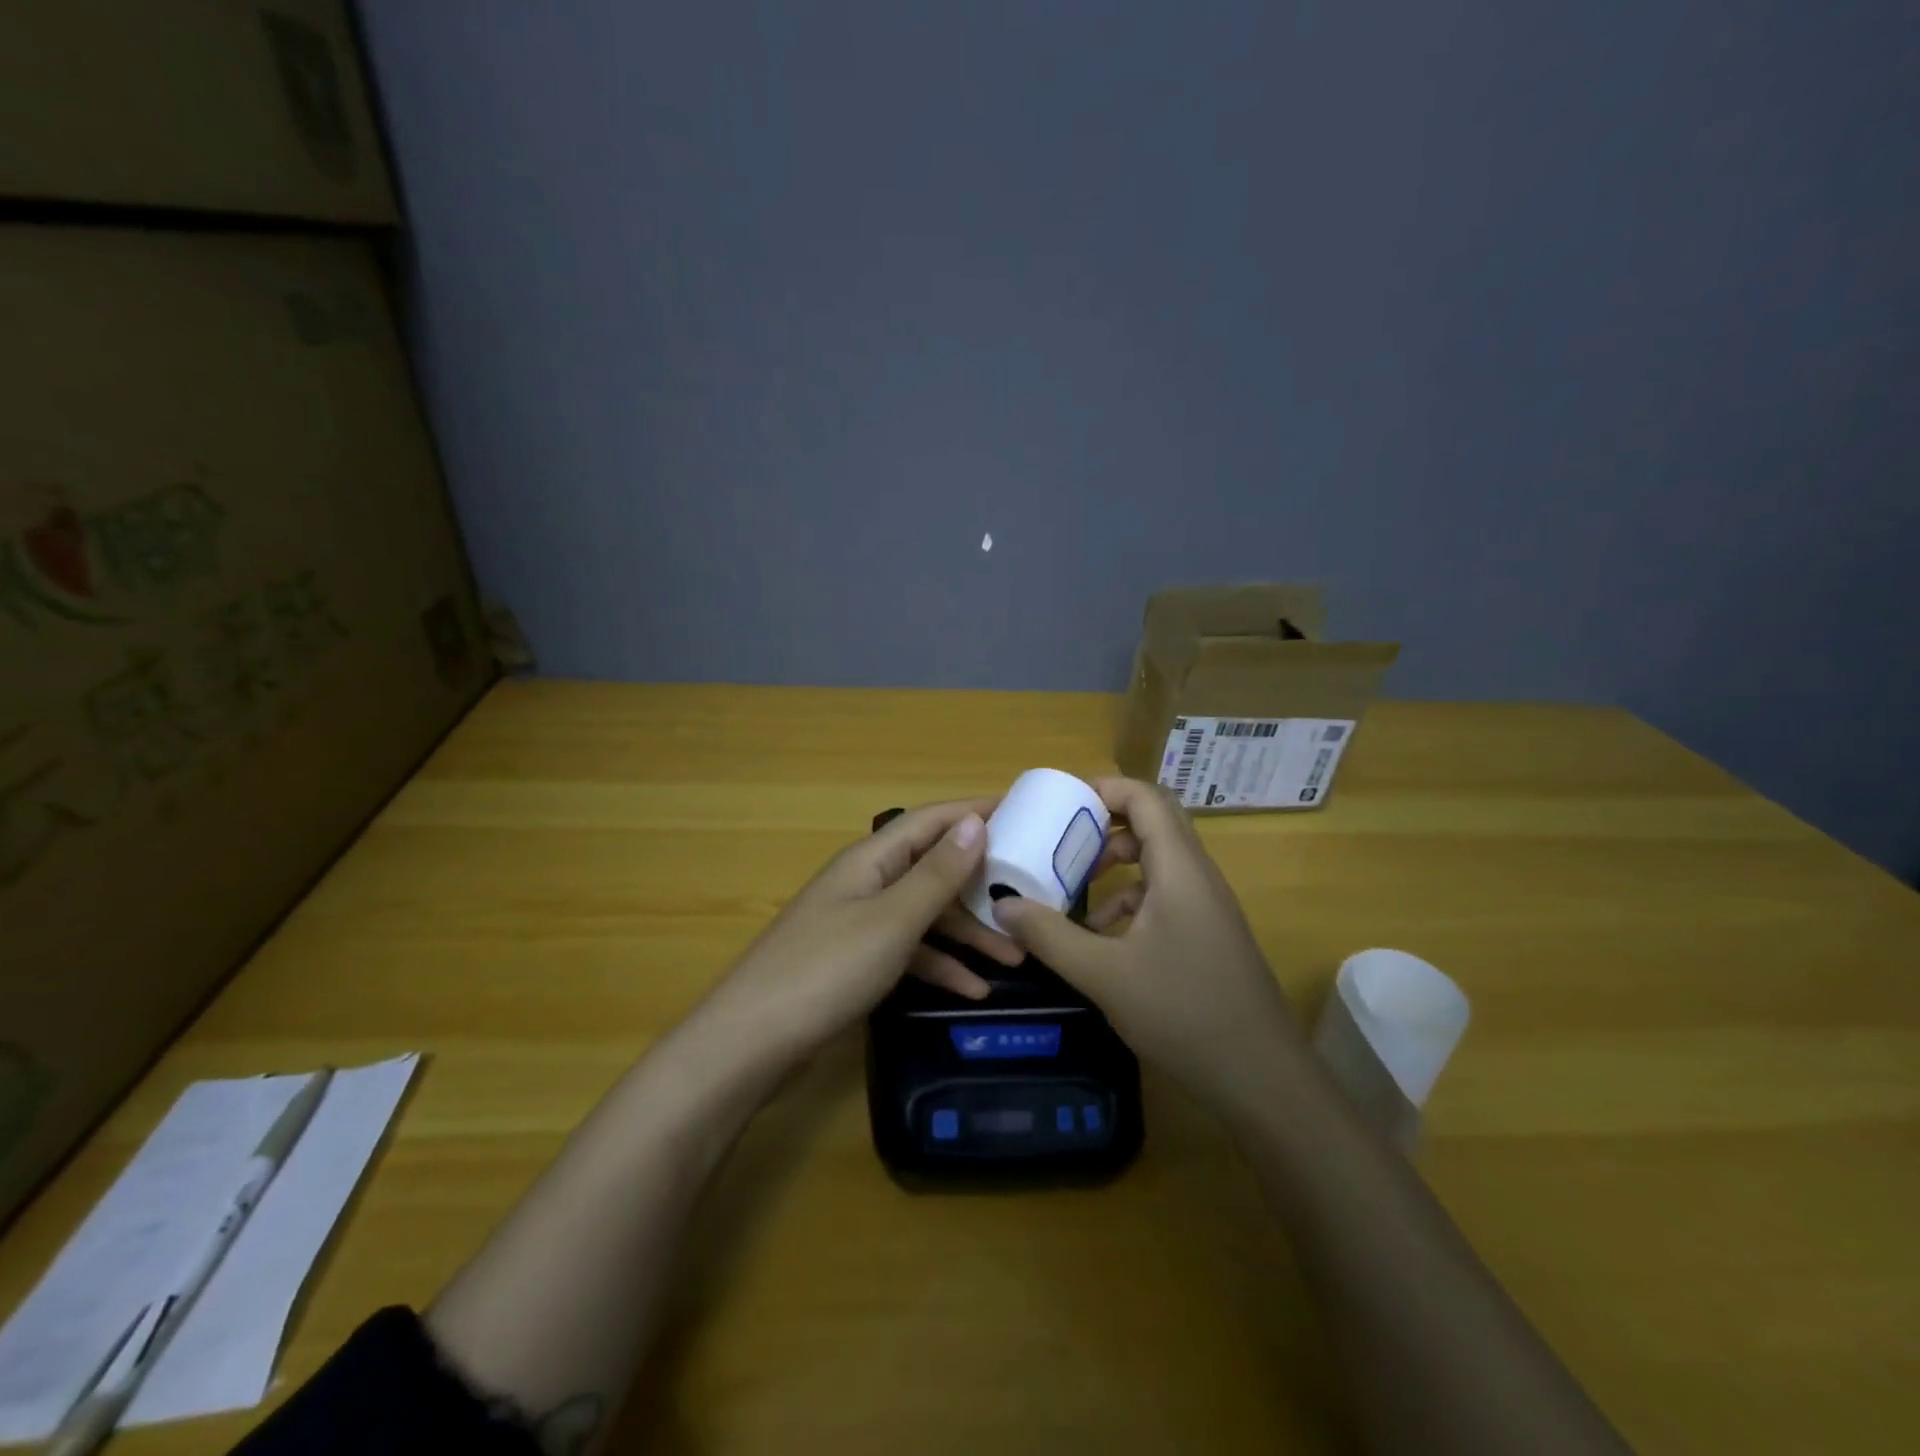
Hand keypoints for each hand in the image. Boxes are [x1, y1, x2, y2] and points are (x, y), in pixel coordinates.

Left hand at [699, 800, 1022, 1062]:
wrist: (751, 1043)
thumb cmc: (826, 970)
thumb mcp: (891, 920)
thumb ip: (936, 874)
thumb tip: (974, 822)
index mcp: (871, 860)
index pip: (931, 821)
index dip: (974, 812)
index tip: (1024, 812)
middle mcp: (867, 883)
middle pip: (933, 868)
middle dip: (980, 882)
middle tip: (1031, 892)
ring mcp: (859, 924)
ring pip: (925, 915)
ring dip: (968, 932)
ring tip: (1016, 955)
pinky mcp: (856, 962)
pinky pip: (909, 952)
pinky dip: (940, 965)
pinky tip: (974, 990)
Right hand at [992, 778, 1310, 1120]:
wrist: (1261, 1077)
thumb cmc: (1183, 1012)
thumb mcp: (1103, 974)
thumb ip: (1049, 936)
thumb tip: (1002, 905)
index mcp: (1179, 869)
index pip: (1146, 798)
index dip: (1105, 788)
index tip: (1061, 802)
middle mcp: (1197, 876)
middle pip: (1152, 825)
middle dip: (1104, 827)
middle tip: (1062, 841)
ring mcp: (1206, 907)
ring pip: (1157, 863)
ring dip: (1115, 867)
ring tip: (1072, 891)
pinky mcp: (1207, 935)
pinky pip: (1163, 896)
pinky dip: (1129, 902)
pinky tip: (1101, 938)